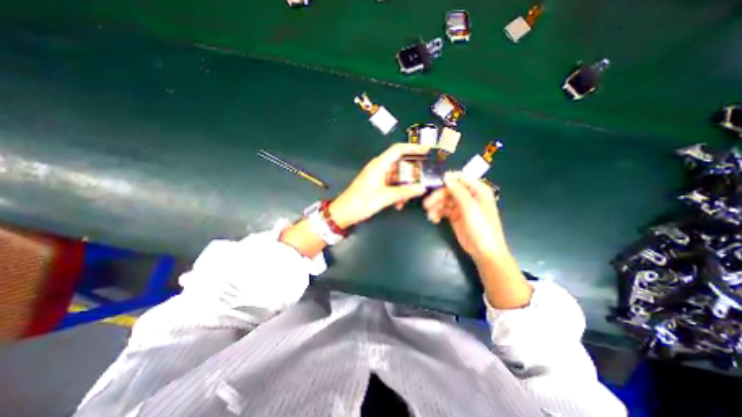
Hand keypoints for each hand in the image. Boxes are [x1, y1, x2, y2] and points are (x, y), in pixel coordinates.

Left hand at [329, 144, 429, 227]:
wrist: (344, 213)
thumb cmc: (361, 202)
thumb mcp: (385, 197)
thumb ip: (404, 192)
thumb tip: (421, 188)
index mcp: (379, 165)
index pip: (398, 150)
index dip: (413, 148)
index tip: (426, 150)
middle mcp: (379, 168)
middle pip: (400, 164)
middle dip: (412, 172)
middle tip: (424, 178)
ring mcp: (378, 177)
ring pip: (397, 177)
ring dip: (405, 186)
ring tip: (412, 195)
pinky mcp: (377, 185)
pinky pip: (392, 185)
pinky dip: (398, 192)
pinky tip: (399, 203)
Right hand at [424, 171, 509, 262]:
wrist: (483, 251)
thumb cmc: (481, 227)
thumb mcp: (470, 207)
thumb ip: (458, 191)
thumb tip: (446, 177)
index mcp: (478, 190)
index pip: (461, 178)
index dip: (447, 179)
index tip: (432, 182)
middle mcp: (469, 196)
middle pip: (449, 190)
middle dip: (437, 196)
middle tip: (427, 204)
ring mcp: (461, 206)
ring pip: (444, 200)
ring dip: (435, 206)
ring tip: (429, 215)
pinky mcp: (454, 216)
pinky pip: (443, 210)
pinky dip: (437, 213)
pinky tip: (434, 219)